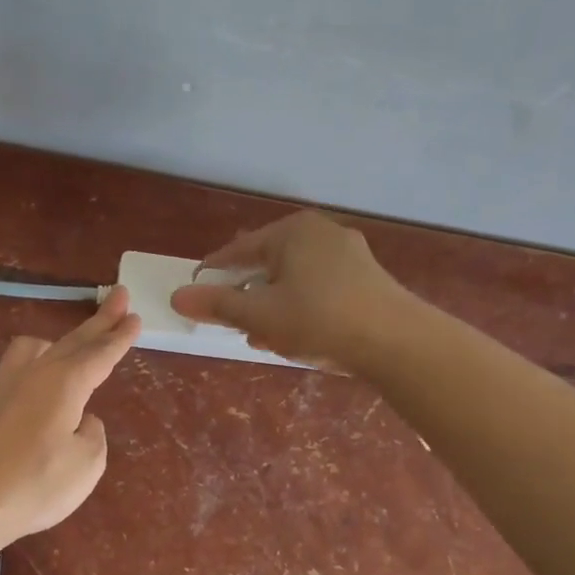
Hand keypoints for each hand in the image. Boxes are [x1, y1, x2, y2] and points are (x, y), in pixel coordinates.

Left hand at [0, 286, 139, 549]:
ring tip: (59, 352)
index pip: (100, 354)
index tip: (135, 316)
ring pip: (25, 349)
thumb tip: (81, 420)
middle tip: (118, 298)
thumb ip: (92, 434)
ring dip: (48, 345)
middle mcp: (33, 375)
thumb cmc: (38, 485)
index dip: (120, 337)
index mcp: (66, 384)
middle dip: (98, 322)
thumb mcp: (88, 464)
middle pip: (71, 342)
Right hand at [170, 212, 414, 370]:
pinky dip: (301, 310)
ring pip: (295, 280)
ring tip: (263, 338)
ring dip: (274, 308)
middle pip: (269, 264)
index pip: (239, 250)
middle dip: (248, 296)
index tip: (197, 292)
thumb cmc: (320, 320)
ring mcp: (349, 256)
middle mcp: (321, 234)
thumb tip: (178, 296)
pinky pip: (320, 290)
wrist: (397, 342)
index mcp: (293, 231)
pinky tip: (298, 337)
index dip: (215, 274)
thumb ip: (218, 305)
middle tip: (234, 323)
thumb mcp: (260, 315)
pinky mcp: (367, 281)